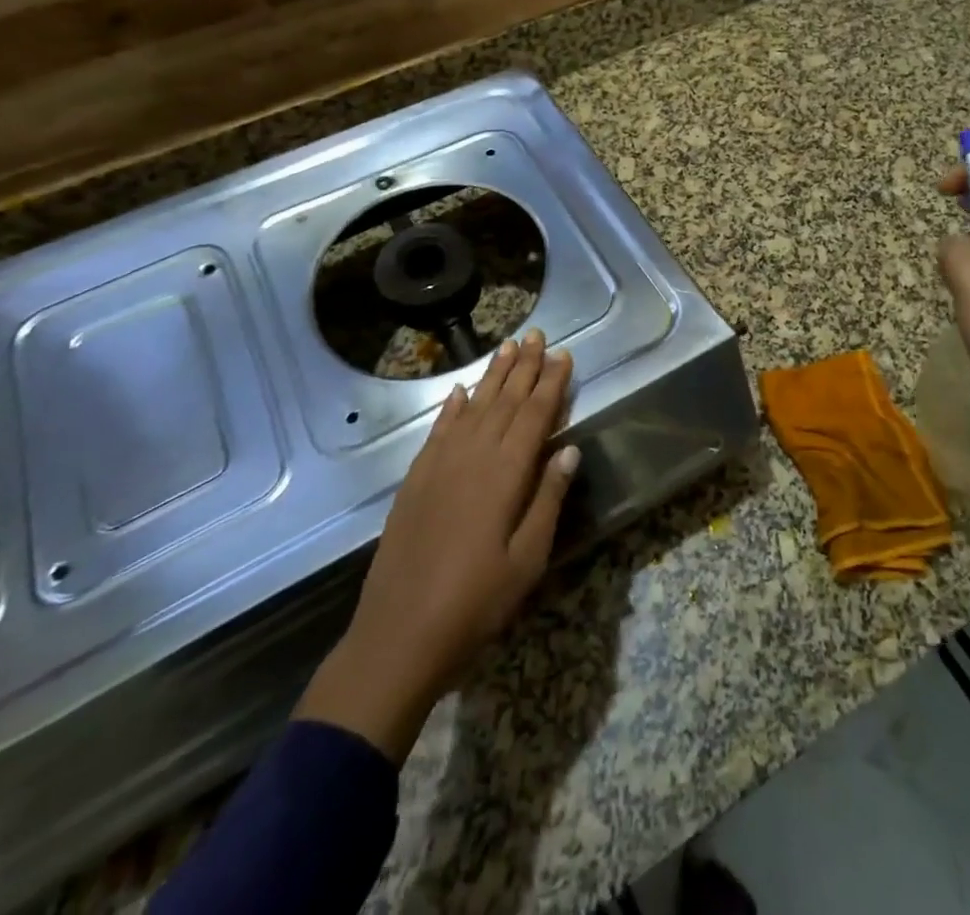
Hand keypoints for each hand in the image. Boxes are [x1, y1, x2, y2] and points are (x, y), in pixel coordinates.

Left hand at [295, 330, 579, 762]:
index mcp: (505, 474)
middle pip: (505, 401)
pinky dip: (453, 407)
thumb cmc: (476, 602)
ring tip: (508, 346)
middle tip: (538, 335)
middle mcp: (473, 456)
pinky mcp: (416, 479)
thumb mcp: (527, 559)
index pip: (535, 415)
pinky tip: (461, 391)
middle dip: (525, 366)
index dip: (552, 383)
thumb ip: (548, 499)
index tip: (564, 355)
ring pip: (473, 407)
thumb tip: (569, 449)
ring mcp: (440, 465)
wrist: (399, 634)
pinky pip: (439, 430)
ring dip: (493, 375)